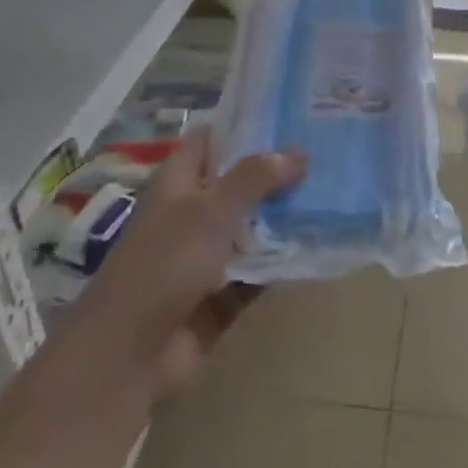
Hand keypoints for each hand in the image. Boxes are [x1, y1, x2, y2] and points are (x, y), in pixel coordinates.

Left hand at [68, 131, 303, 398]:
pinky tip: (321, 247)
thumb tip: (297, 152)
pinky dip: (283, 264)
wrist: (131, 352)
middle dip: (278, 173)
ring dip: (286, 220)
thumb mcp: (210, 211)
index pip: (210, 142)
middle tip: (327, 155)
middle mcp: (191, 215)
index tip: (289, 115)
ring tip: (336, 196)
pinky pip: (259, 272)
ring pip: (253, 230)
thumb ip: (253, 178)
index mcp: (177, 185)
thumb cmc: (165, 265)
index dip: (243, 125)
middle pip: (238, 185)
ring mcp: (206, 258)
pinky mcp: (221, 295)